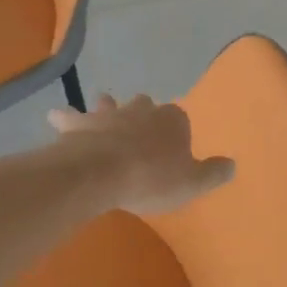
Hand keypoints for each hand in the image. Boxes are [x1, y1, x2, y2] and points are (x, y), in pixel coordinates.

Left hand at [48, 93, 234, 214]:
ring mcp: (108, 114)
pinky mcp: (79, 124)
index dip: (176, 133)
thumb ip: (213, 173)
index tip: (174, 148)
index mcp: (172, 120)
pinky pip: (70, 117)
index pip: (179, 119)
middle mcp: (141, 110)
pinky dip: (64, 117)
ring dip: (107, 107)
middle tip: (140, 127)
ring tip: (103, 108)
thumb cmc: (153, 178)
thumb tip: (232, 164)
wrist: (103, 173)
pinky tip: (55, 117)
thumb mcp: (192, 183)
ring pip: (109, 104)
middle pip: (144, 105)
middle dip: (143, 113)